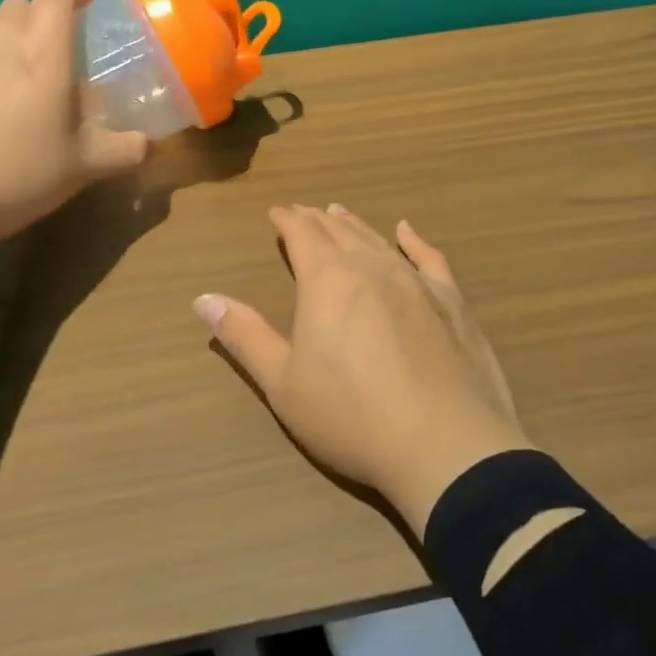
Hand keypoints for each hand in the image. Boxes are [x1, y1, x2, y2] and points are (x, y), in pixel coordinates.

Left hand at [0, 0, 148, 291]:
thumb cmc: (17, 175)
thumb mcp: (84, 168)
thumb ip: (124, 150)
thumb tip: (148, 145)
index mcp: (42, 54)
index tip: (88, 13)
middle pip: (19, 5)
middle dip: (41, 18)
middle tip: (57, 55)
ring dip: (4, 36)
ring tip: (15, 74)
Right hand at [193, 204, 533, 532]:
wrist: (445, 443)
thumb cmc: (352, 417)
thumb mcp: (284, 383)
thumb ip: (245, 336)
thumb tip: (204, 297)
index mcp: (328, 280)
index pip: (302, 235)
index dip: (287, 221)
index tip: (277, 213)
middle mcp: (372, 267)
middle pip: (339, 232)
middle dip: (317, 220)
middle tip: (304, 212)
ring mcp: (416, 281)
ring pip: (379, 241)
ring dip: (355, 226)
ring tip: (340, 213)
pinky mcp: (452, 301)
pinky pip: (429, 258)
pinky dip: (414, 241)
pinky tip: (407, 231)